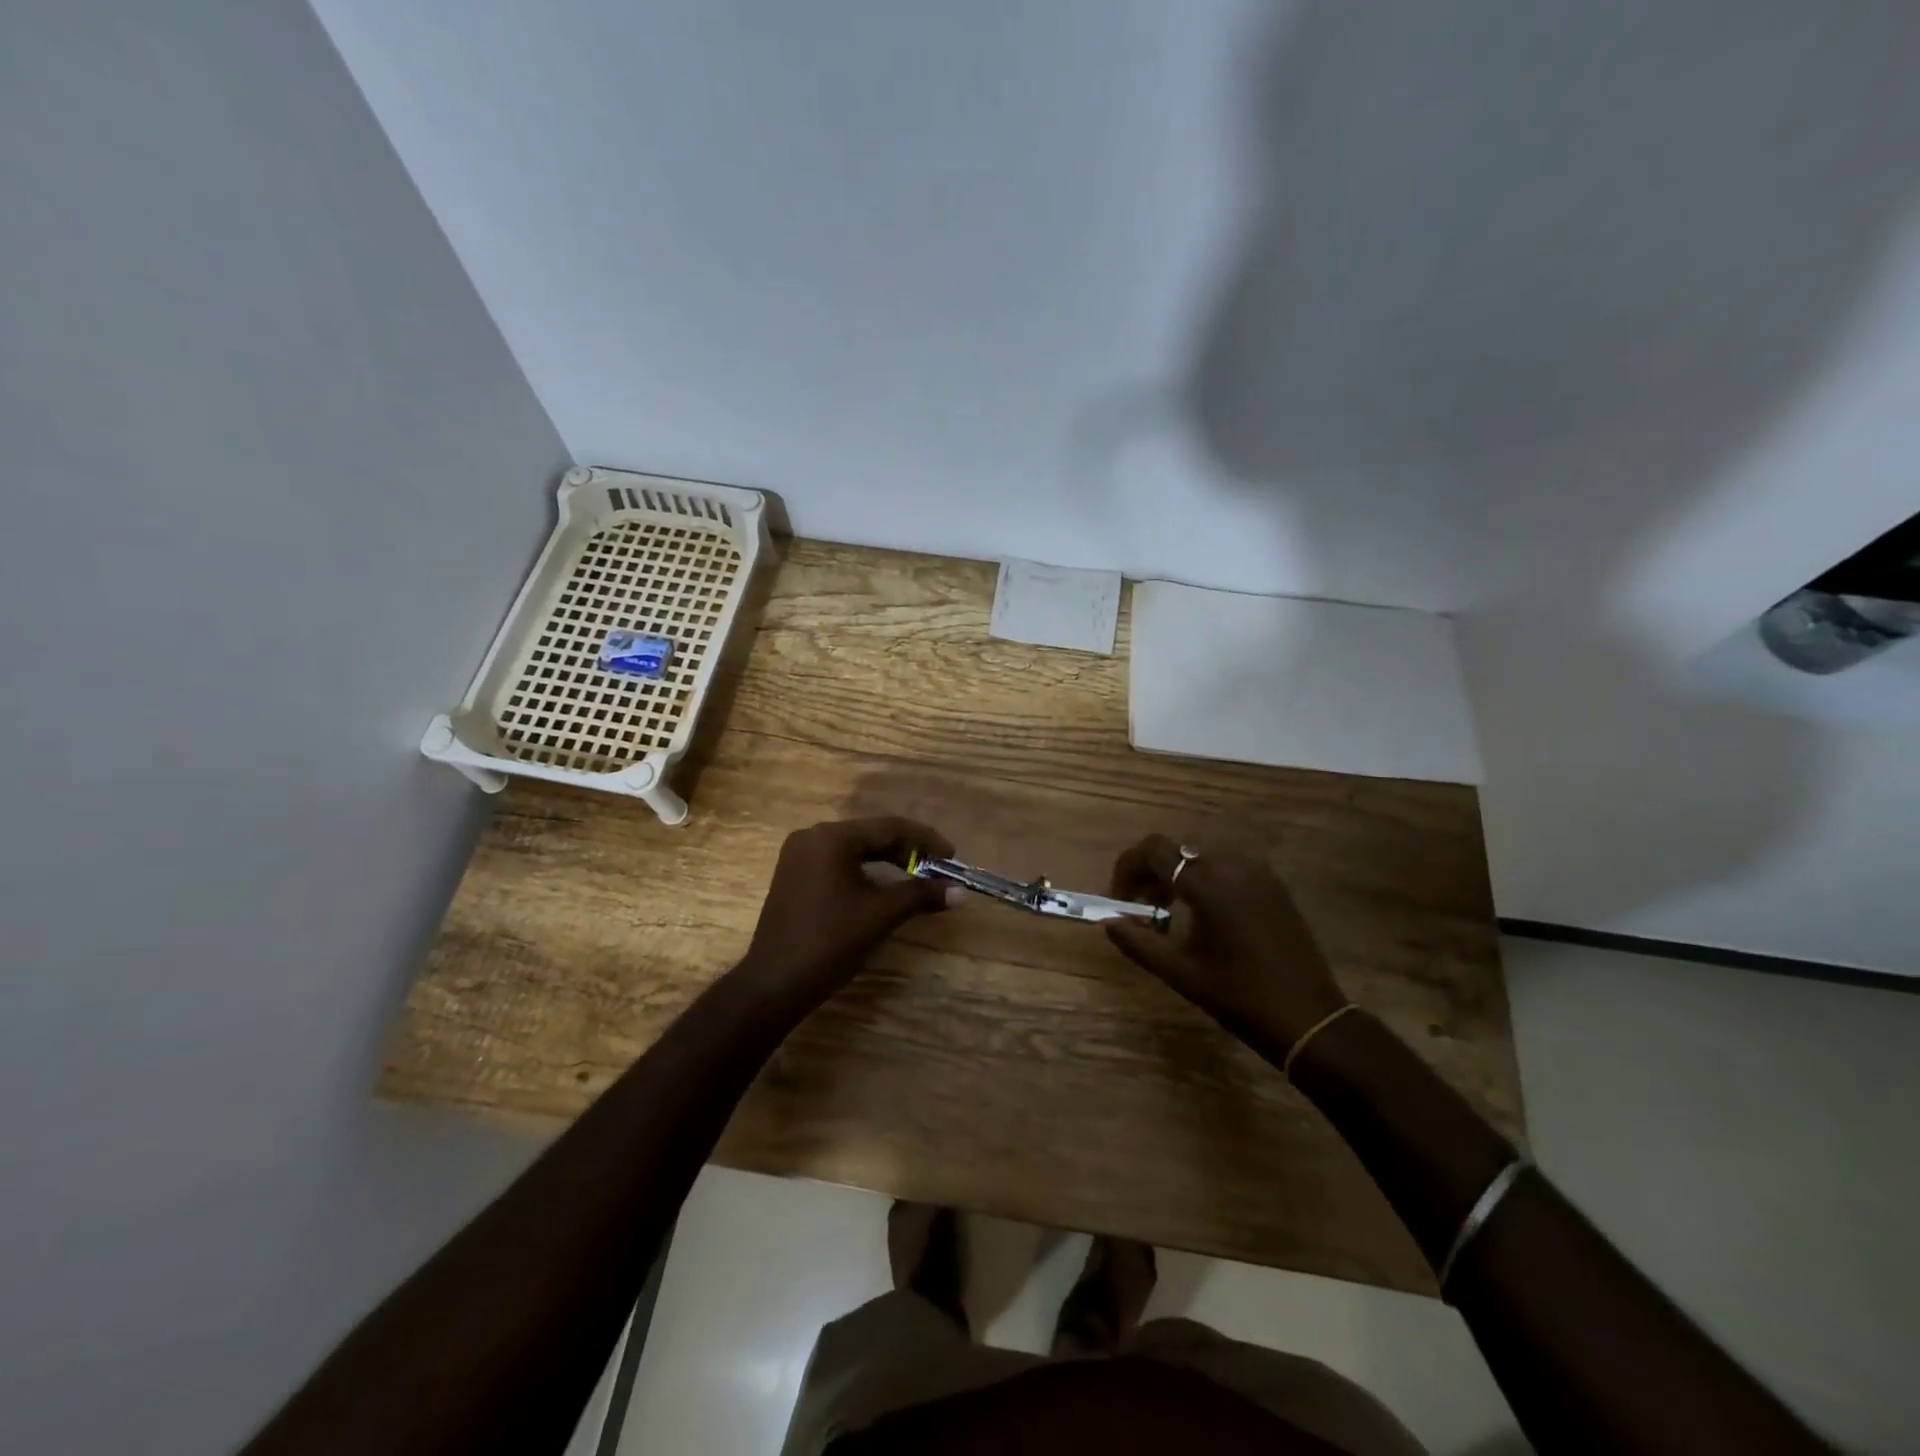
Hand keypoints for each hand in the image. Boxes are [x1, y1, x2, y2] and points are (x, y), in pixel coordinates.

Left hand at [739, 817, 958, 1001]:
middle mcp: (812, 837)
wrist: (774, 984)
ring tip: (918, 878)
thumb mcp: (881, 915)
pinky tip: (884, 887)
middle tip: (938, 870)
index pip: (889, 827)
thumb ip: (921, 895)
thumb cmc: (830, 942)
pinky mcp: (794, 876)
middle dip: (908, 851)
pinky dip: (866, 872)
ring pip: (855, 849)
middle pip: (871, 835)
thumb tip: (960, 892)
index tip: (952, 857)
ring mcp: (799, 856)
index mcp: (831, 837)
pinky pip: (838, 863)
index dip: (926, 840)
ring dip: (888, 862)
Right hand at [1105, 834, 1347, 1057]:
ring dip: (1179, 877)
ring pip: (1203, 859)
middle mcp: (1234, 867)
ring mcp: (1259, 874)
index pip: (1155, 850)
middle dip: (1152, 873)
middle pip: (1178, 852)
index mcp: (1208, 884)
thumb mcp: (1180, 973)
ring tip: (1171, 914)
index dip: (1129, 866)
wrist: (1309, 1019)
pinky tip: (1206, 917)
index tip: (1120, 896)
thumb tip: (1109, 922)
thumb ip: (1138, 943)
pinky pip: (1228, 869)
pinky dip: (1206, 882)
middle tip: (1142, 908)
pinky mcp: (1275, 887)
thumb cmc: (1239, 996)